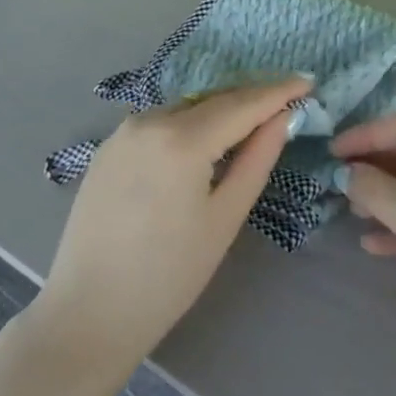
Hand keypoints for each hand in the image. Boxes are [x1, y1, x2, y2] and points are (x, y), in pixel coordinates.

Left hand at [35, 79, 307, 375]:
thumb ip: (257, 159)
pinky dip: (189, 124)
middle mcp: (149, 120)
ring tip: (250, 122)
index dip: (278, 92)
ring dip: (219, 111)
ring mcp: (123, 131)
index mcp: (182, 140)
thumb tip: (282, 119)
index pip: (242, 104)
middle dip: (251, 98)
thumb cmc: (168, 275)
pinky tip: (203, 141)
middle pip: (213, 101)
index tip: (307, 82)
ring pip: (185, 109)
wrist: (88, 314)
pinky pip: (160, 123)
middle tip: (287, 100)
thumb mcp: (224, 218)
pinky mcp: (108, 147)